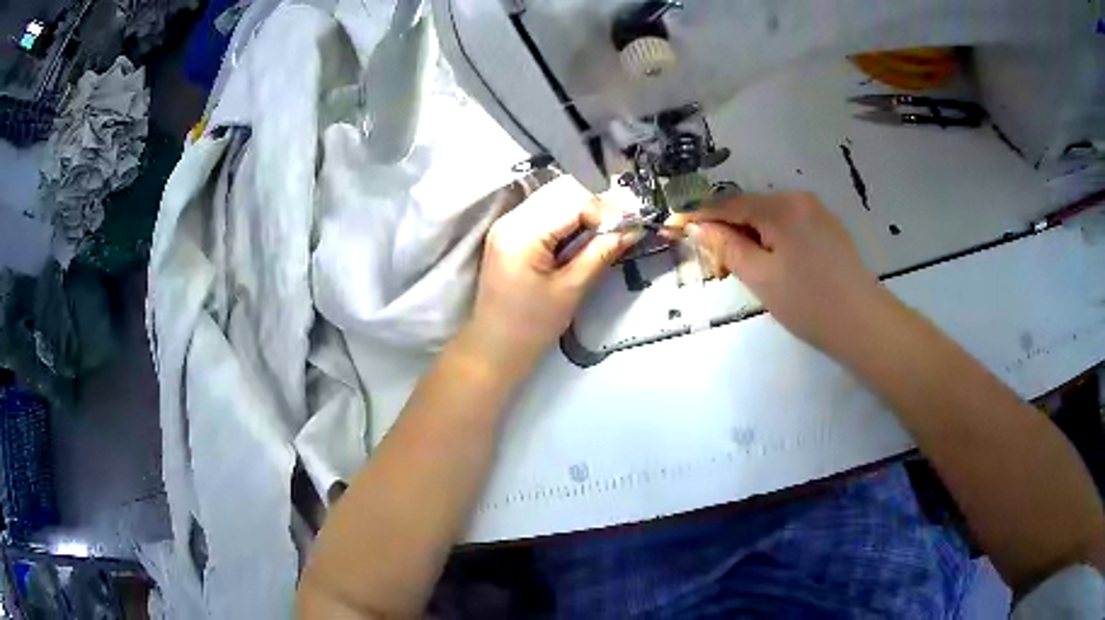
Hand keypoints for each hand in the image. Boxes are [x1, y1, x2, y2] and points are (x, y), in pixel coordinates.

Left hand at [465, 176, 640, 370]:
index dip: (606, 211)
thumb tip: (633, 230)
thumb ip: (600, 254)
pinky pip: (545, 211)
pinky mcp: (510, 233)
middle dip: (596, 206)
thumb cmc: (531, 327)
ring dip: (584, 211)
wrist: (494, 348)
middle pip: (562, 191)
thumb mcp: (571, 290)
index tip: (630, 230)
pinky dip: (569, 219)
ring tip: (605, 235)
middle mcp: (510, 219)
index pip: (573, 200)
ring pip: (554, 197)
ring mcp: (507, 224)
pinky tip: (583, 238)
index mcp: (522, 233)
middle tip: (621, 230)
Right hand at [667, 192, 889, 352]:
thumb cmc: (809, 303)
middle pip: (751, 208)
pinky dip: (772, 240)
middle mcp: (800, 199)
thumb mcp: (761, 277)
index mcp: (781, 207)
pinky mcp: (829, 229)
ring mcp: (818, 213)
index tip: (674, 226)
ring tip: (740, 266)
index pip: (730, 204)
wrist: (864, 324)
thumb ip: (727, 247)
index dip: (700, 216)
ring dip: (750, 236)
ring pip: (770, 217)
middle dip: (728, 229)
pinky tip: (771, 263)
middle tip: (711, 259)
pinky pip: (789, 226)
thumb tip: (698, 227)